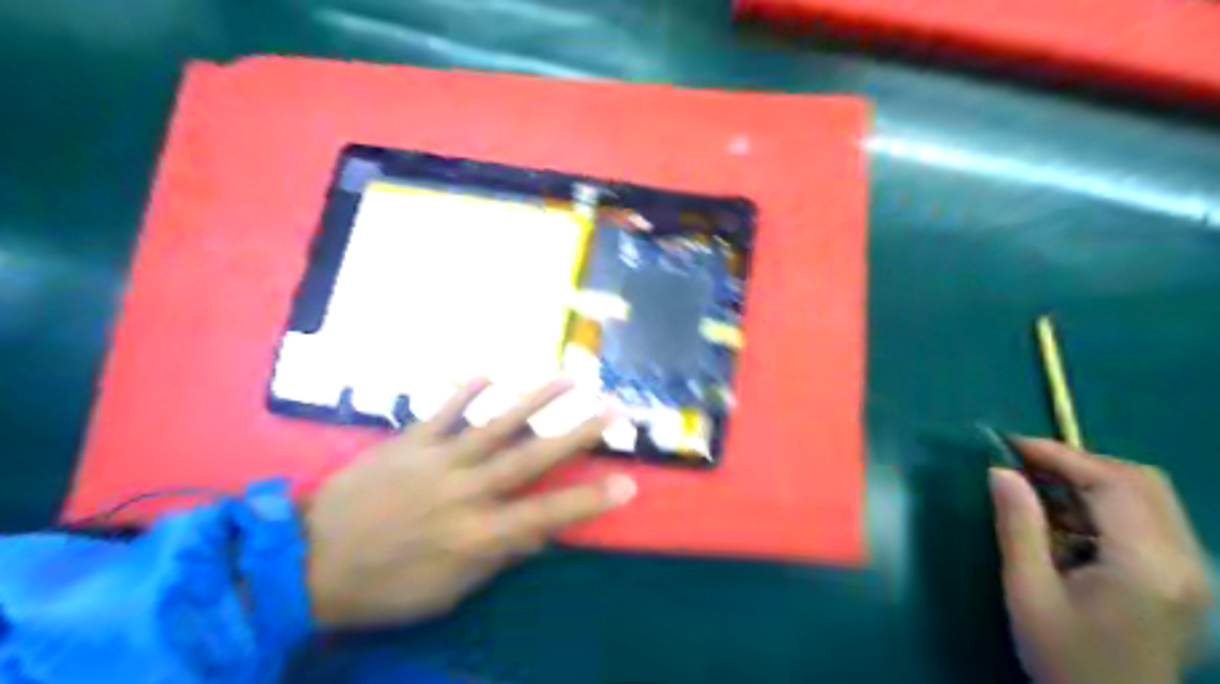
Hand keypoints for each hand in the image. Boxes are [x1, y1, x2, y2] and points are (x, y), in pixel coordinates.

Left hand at [306, 379, 638, 629]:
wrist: (307, 562)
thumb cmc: (384, 586)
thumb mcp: (446, 590)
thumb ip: (496, 556)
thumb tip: (540, 531)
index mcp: (477, 534)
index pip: (547, 515)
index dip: (589, 499)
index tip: (627, 482)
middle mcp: (465, 491)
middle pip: (531, 457)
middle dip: (577, 433)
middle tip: (612, 408)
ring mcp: (436, 460)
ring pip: (496, 423)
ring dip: (535, 399)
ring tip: (568, 377)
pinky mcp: (408, 441)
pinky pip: (443, 410)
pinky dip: (465, 389)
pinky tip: (488, 370)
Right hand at [989, 437, 1207, 683]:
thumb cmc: (1065, 659)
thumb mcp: (1028, 593)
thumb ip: (1018, 526)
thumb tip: (1001, 471)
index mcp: (1146, 567)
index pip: (1112, 484)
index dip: (1060, 455)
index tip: (1012, 445)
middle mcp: (1185, 562)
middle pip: (1141, 481)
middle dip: (1079, 462)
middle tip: (1025, 465)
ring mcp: (1195, 572)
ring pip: (1150, 495)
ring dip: (1094, 480)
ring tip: (1041, 487)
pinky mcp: (1189, 579)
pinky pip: (1152, 518)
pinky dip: (1108, 502)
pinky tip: (1070, 518)